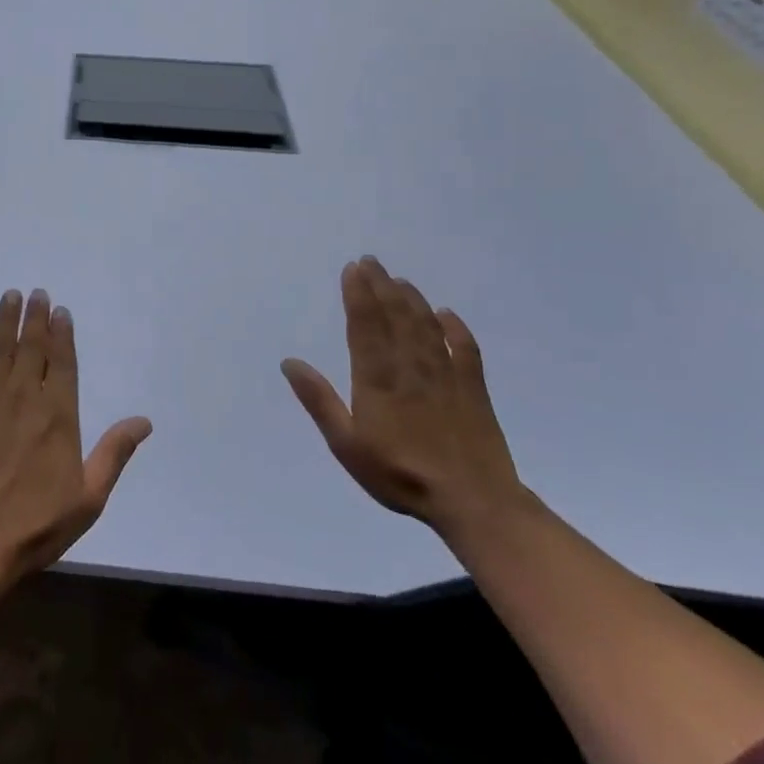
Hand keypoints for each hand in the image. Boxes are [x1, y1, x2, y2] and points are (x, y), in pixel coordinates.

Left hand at [0, 289, 151, 593]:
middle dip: (35, 318)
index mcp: (58, 415)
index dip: (62, 334)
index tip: (61, 311)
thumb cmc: (35, 524)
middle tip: (36, 293)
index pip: (62, 363)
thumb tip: (144, 421)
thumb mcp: (88, 497)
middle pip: (31, 348)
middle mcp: (23, 398)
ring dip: (5, 320)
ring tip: (10, 296)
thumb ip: (114, 453)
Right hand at [280, 257, 523, 536]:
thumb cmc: (400, 474)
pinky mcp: (473, 390)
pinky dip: (455, 328)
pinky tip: (447, 314)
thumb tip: (290, 362)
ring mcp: (445, 376)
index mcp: (377, 379)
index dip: (358, 294)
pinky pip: (465, 349)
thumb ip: (319, 401)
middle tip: (372, 261)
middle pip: (395, 317)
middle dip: (381, 286)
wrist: (473, 502)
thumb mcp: (346, 444)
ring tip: (400, 280)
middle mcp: (410, 368)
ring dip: (412, 300)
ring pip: (426, 326)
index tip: (353, 269)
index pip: (365, 326)